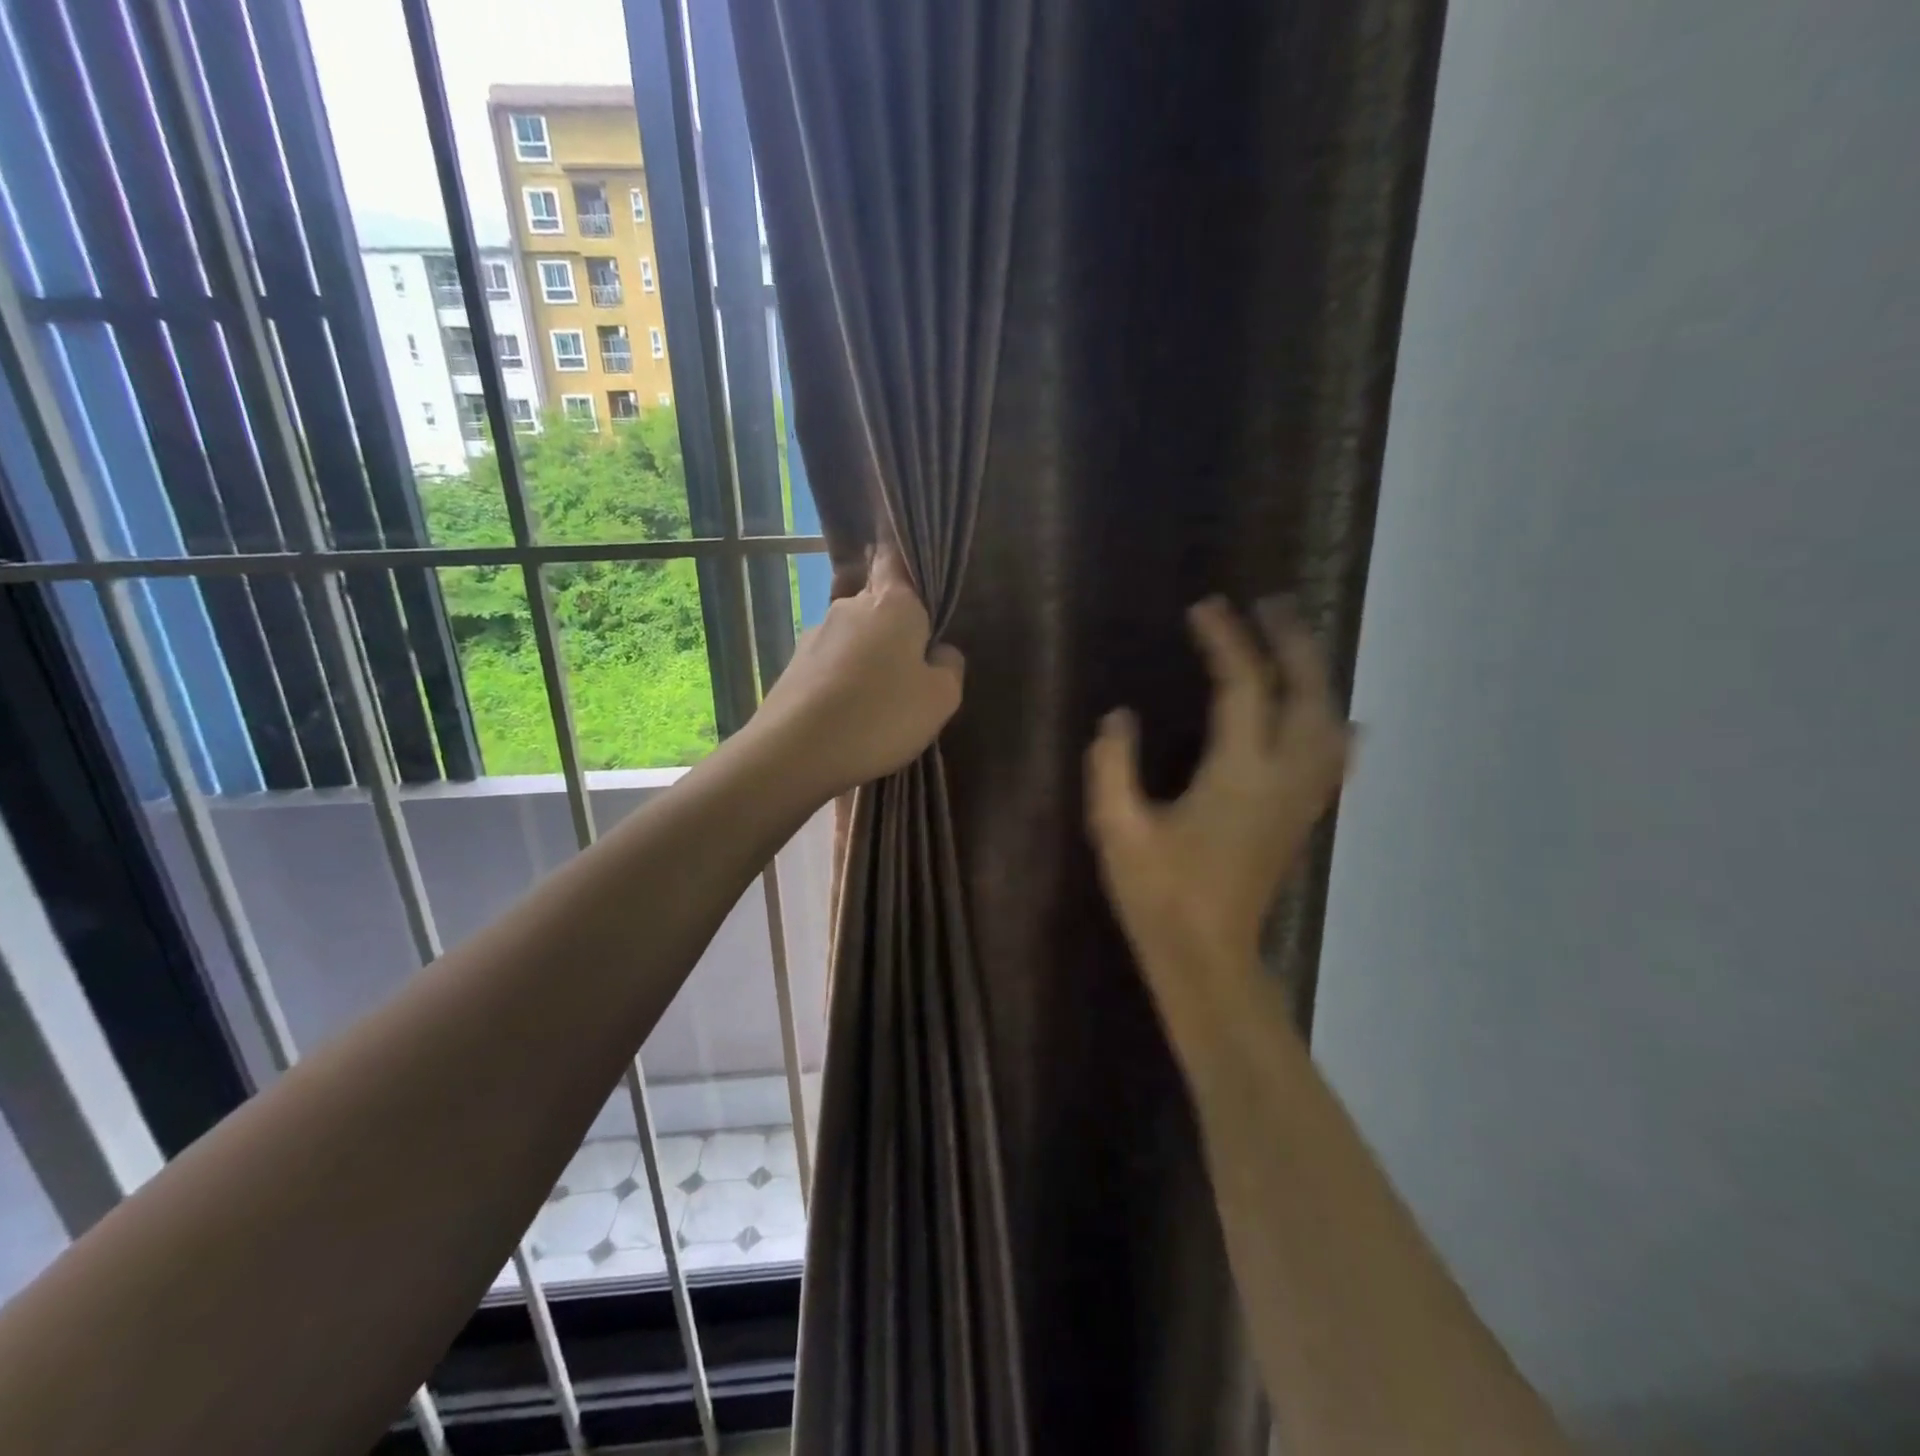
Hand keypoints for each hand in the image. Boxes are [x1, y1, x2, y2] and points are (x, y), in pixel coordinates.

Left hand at [751, 545, 964, 796]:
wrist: (795, 752)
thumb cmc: (880, 716)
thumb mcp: (940, 698)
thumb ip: (949, 666)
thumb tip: (938, 651)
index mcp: (892, 603)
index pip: (896, 558)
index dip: (902, 554)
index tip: (905, 549)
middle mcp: (850, 607)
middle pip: (879, 604)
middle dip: (896, 627)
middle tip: (913, 667)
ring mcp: (816, 635)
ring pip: (855, 638)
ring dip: (869, 659)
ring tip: (880, 703)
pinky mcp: (794, 666)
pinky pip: (832, 665)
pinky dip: (844, 682)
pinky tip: (850, 716)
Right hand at [1085, 596, 1353, 966]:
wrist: (1208, 956)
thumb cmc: (1158, 894)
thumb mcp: (1117, 829)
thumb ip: (1112, 767)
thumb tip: (1118, 718)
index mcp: (1237, 774)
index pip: (1242, 687)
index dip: (1226, 641)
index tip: (1206, 608)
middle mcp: (1283, 777)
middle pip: (1307, 693)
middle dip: (1291, 642)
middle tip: (1268, 605)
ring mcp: (1301, 799)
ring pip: (1330, 720)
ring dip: (1315, 674)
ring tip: (1294, 644)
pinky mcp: (1302, 817)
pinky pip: (1334, 756)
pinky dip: (1333, 721)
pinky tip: (1331, 715)